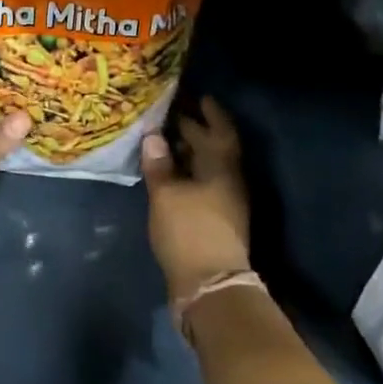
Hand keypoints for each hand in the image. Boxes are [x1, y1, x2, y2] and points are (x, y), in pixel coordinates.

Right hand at [140, 98, 249, 300]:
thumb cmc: (189, 231)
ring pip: (207, 168)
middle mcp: (229, 181)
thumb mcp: (167, 194)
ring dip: (189, 153)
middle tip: (170, 114)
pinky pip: (201, 185)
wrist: (209, 286)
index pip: (221, 131)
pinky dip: (186, 174)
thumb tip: (153, 136)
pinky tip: (167, 175)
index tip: (200, 97)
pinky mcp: (215, 221)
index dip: (211, 113)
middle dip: (195, 130)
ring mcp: (224, 203)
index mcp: (223, 168)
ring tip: (164, 141)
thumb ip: (159, 164)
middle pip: (214, 148)